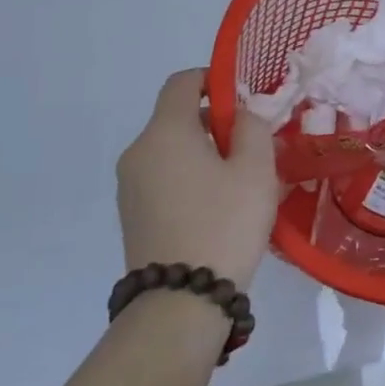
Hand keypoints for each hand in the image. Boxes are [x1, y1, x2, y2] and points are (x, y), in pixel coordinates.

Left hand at [117, 70, 279, 290]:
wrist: (179, 306)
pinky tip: (216, 208)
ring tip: (238, 183)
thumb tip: (239, 114)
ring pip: (171, 150)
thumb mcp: (255, 169)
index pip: (182, 82)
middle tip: (251, 148)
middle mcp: (138, 152)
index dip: (213, 79)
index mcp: (164, 132)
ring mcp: (130, 186)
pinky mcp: (132, 215)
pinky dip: (188, 178)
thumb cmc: (224, 225)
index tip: (242, 101)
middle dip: (214, 122)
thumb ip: (252, 127)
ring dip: (203, 152)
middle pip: (176, 117)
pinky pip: (163, 178)